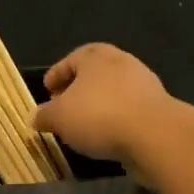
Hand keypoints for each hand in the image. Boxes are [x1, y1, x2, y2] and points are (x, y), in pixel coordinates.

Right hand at [33, 44, 172, 166]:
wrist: (154, 135)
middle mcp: (122, 62)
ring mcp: (144, 84)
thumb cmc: (99, 116)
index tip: (47, 90)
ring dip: (98, 106)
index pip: (71, 59)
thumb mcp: (59, 117)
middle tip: (64, 107)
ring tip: (84, 126)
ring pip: (113, 92)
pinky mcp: (158, 107)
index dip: (56, 74)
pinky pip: (128, 110)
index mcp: (96, 56)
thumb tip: (36, 117)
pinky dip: (116, 120)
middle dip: (78, 90)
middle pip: (94, 74)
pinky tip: (106, 137)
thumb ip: (45, 115)